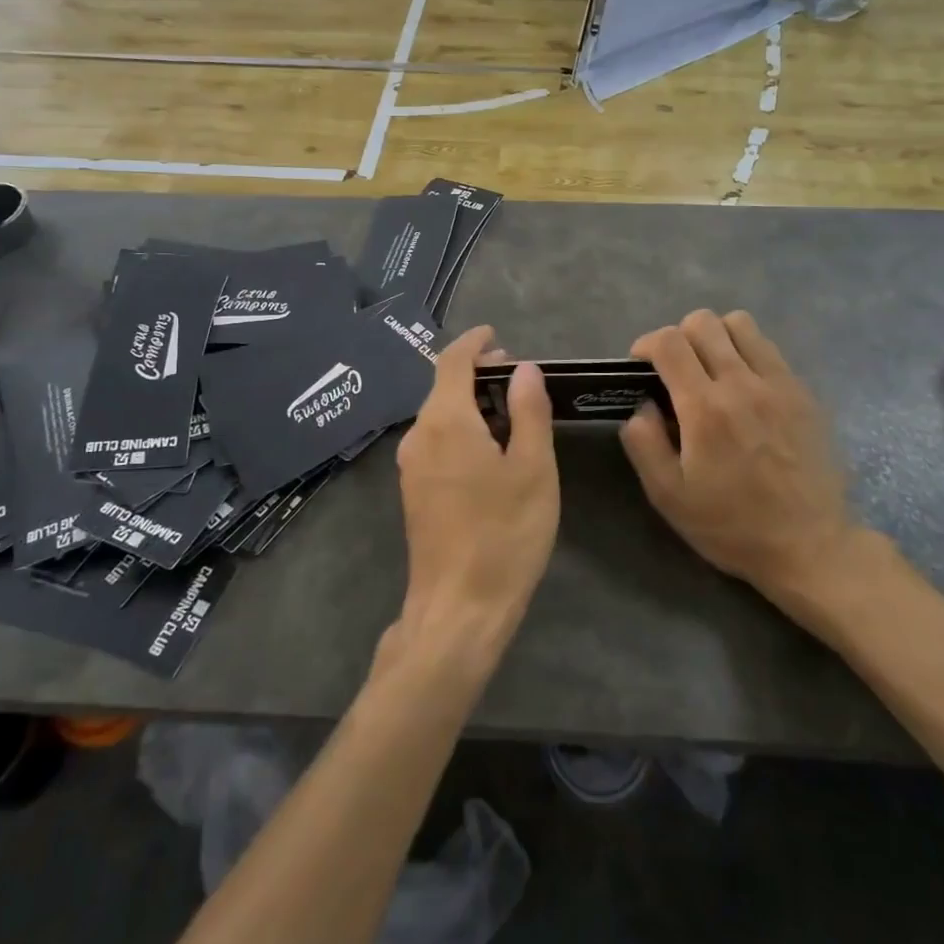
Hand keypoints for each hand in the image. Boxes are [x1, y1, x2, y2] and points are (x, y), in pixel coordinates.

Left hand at [393, 327, 558, 661]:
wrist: (458, 608)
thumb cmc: (505, 534)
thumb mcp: (533, 468)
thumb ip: (528, 411)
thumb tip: (524, 369)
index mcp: (445, 421)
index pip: (452, 361)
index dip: (474, 342)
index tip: (496, 335)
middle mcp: (418, 435)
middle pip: (443, 387)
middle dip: (477, 374)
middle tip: (518, 377)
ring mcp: (410, 466)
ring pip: (439, 417)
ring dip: (471, 403)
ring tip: (511, 412)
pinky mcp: (413, 492)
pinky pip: (435, 442)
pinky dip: (461, 429)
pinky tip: (489, 449)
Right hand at [621, 310, 873, 605]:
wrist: (810, 546)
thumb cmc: (731, 525)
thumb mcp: (668, 496)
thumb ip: (643, 442)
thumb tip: (643, 405)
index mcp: (704, 409)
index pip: (669, 342)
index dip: (646, 345)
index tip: (642, 368)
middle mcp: (742, 384)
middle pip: (703, 321)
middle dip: (678, 338)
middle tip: (675, 372)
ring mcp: (779, 384)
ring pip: (740, 323)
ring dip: (716, 337)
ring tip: (711, 371)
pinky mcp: (804, 392)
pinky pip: (768, 348)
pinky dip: (747, 353)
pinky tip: (744, 388)